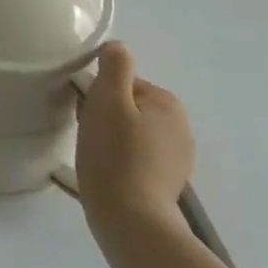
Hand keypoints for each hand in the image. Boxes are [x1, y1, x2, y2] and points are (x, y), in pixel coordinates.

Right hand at [75, 41, 193, 241]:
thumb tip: (117, 46)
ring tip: (95, 155)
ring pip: (132, 132)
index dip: (99, 94)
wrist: (132, 220)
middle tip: (88, 133)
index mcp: (168, 103)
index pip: (123, 83)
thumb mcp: (108, 99)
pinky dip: (122, 160)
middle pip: (129, 107)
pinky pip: (137, 157)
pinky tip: (108, 172)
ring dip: (112, 137)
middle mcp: (181, 127)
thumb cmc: (115, 154)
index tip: (87, 112)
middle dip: (107, 115)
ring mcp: (177, 159)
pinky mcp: (167, 183)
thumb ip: (114, 66)